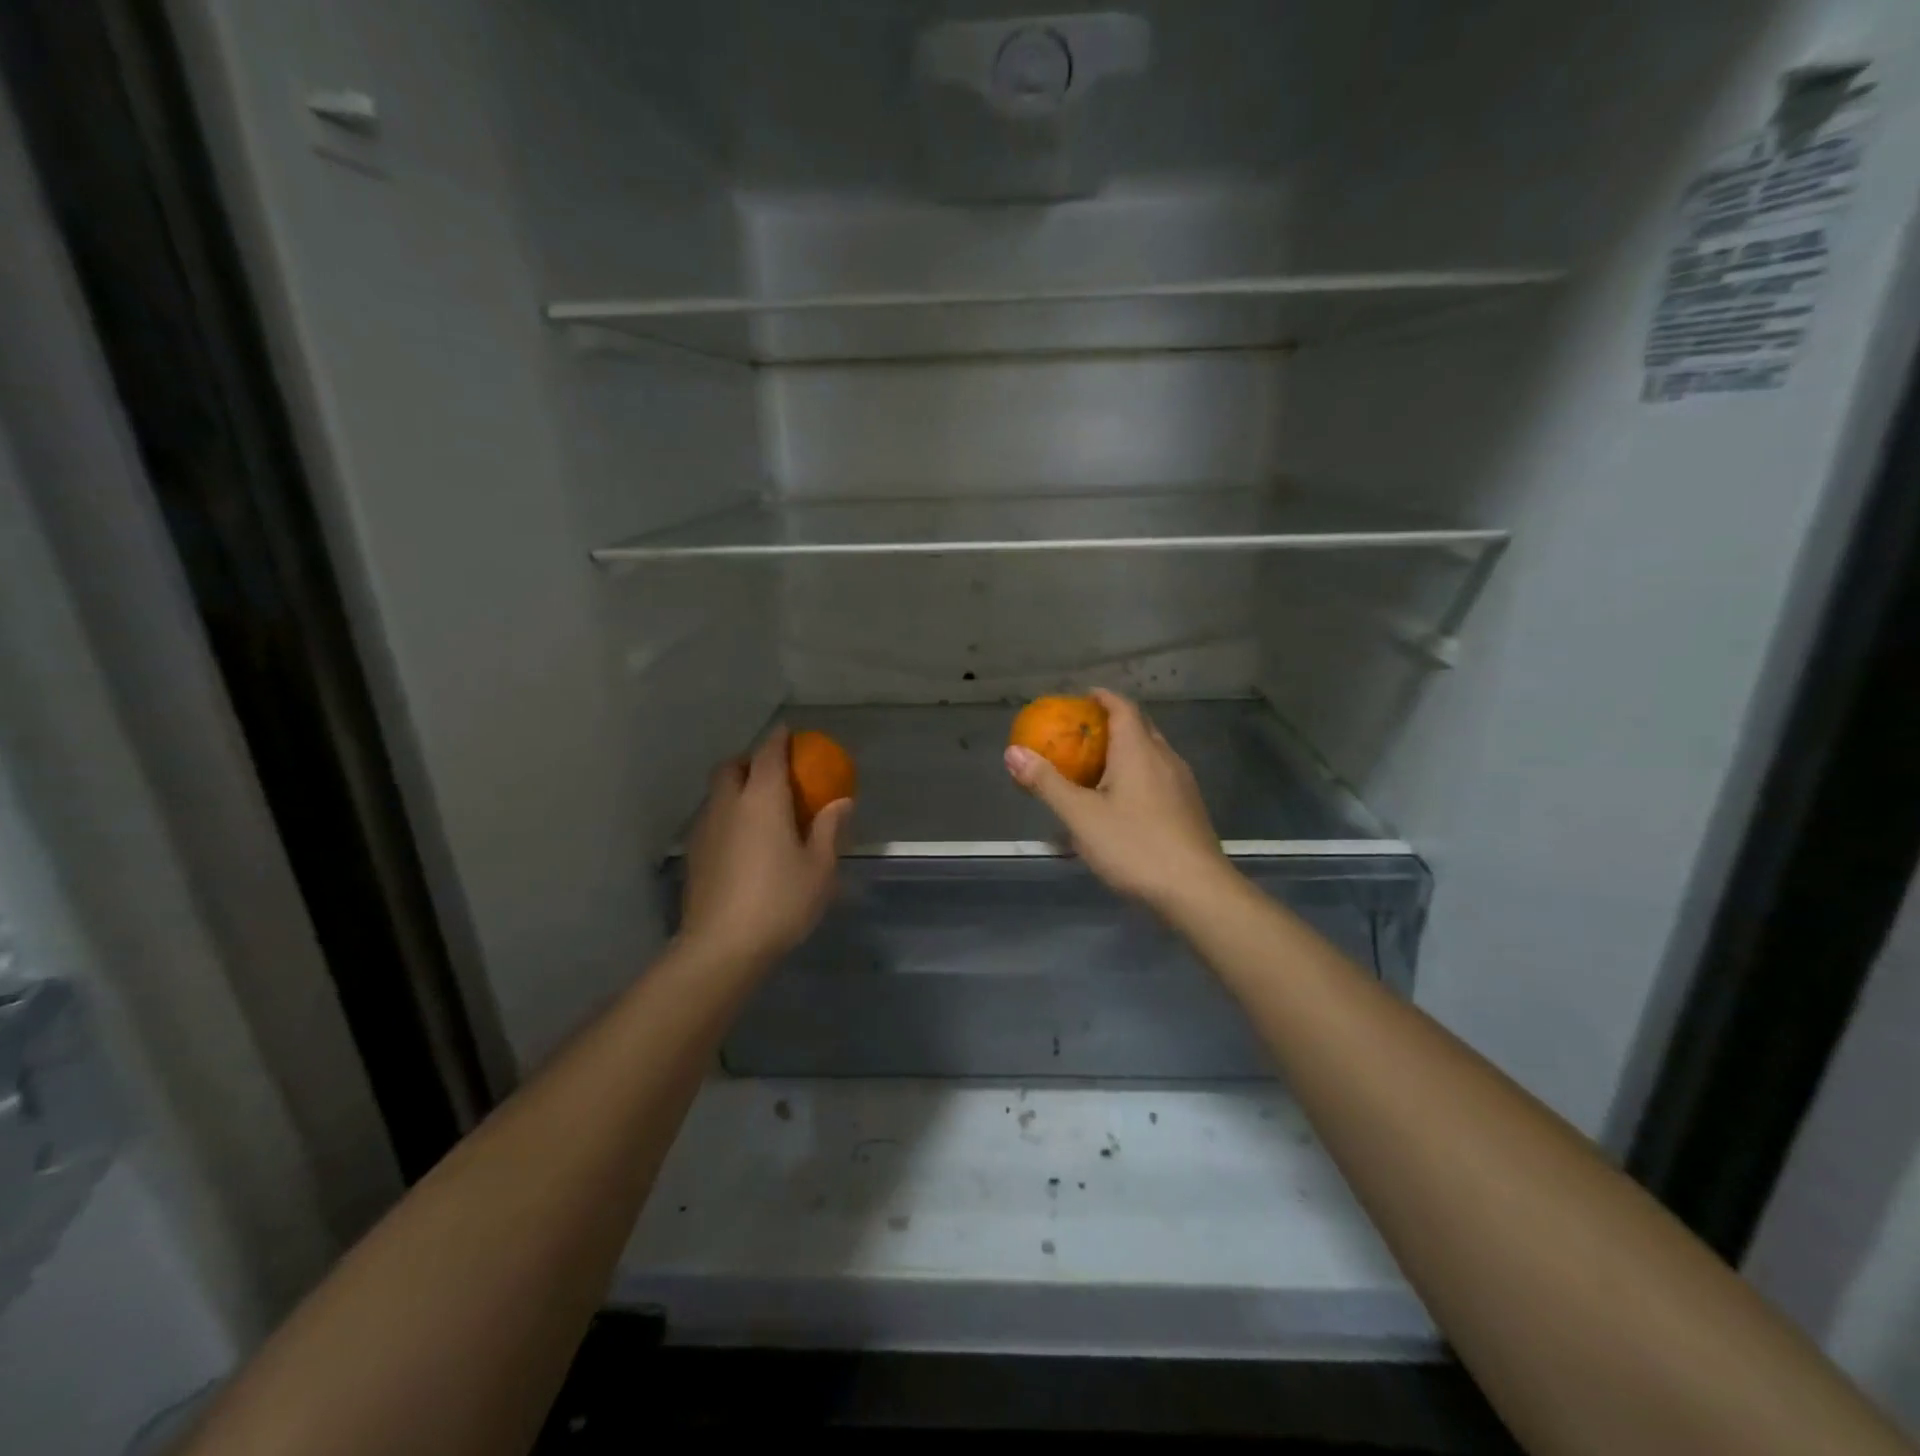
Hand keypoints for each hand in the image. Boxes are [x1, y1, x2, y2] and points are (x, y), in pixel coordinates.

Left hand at [678, 727, 851, 966]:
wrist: (722, 946)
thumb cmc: (780, 901)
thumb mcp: (819, 868)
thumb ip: (829, 828)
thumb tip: (841, 801)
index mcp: (762, 799)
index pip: (768, 754)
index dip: (779, 740)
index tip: (790, 734)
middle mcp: (728, 804)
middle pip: (732, 767)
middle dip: (751, 761)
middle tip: (775, 775)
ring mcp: (705, 828)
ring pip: (718, 793)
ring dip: (737, 788)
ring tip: (761, 808)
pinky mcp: (694, 854)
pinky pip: (712, 817)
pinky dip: (728, 814)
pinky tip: (745, 840)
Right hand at [1004, 688, 1235, 916]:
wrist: (1196, 891)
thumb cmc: (1134, 846)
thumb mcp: (1080, 816)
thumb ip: (1046, 782)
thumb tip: (1013, 752)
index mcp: (1139, 751)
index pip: (1123, 707)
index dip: (1102, 698)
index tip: (1082, 698)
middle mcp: (1165, 758)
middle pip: (1139, 727)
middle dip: (1112, 724)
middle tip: (1082, 734)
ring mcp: (1182, 784)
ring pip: (1151, 754)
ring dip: (1125, 752)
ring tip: (1097, 768)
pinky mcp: (1189, 809)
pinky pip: (1159, 778)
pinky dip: (1137, 776)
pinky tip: (1122, 804)